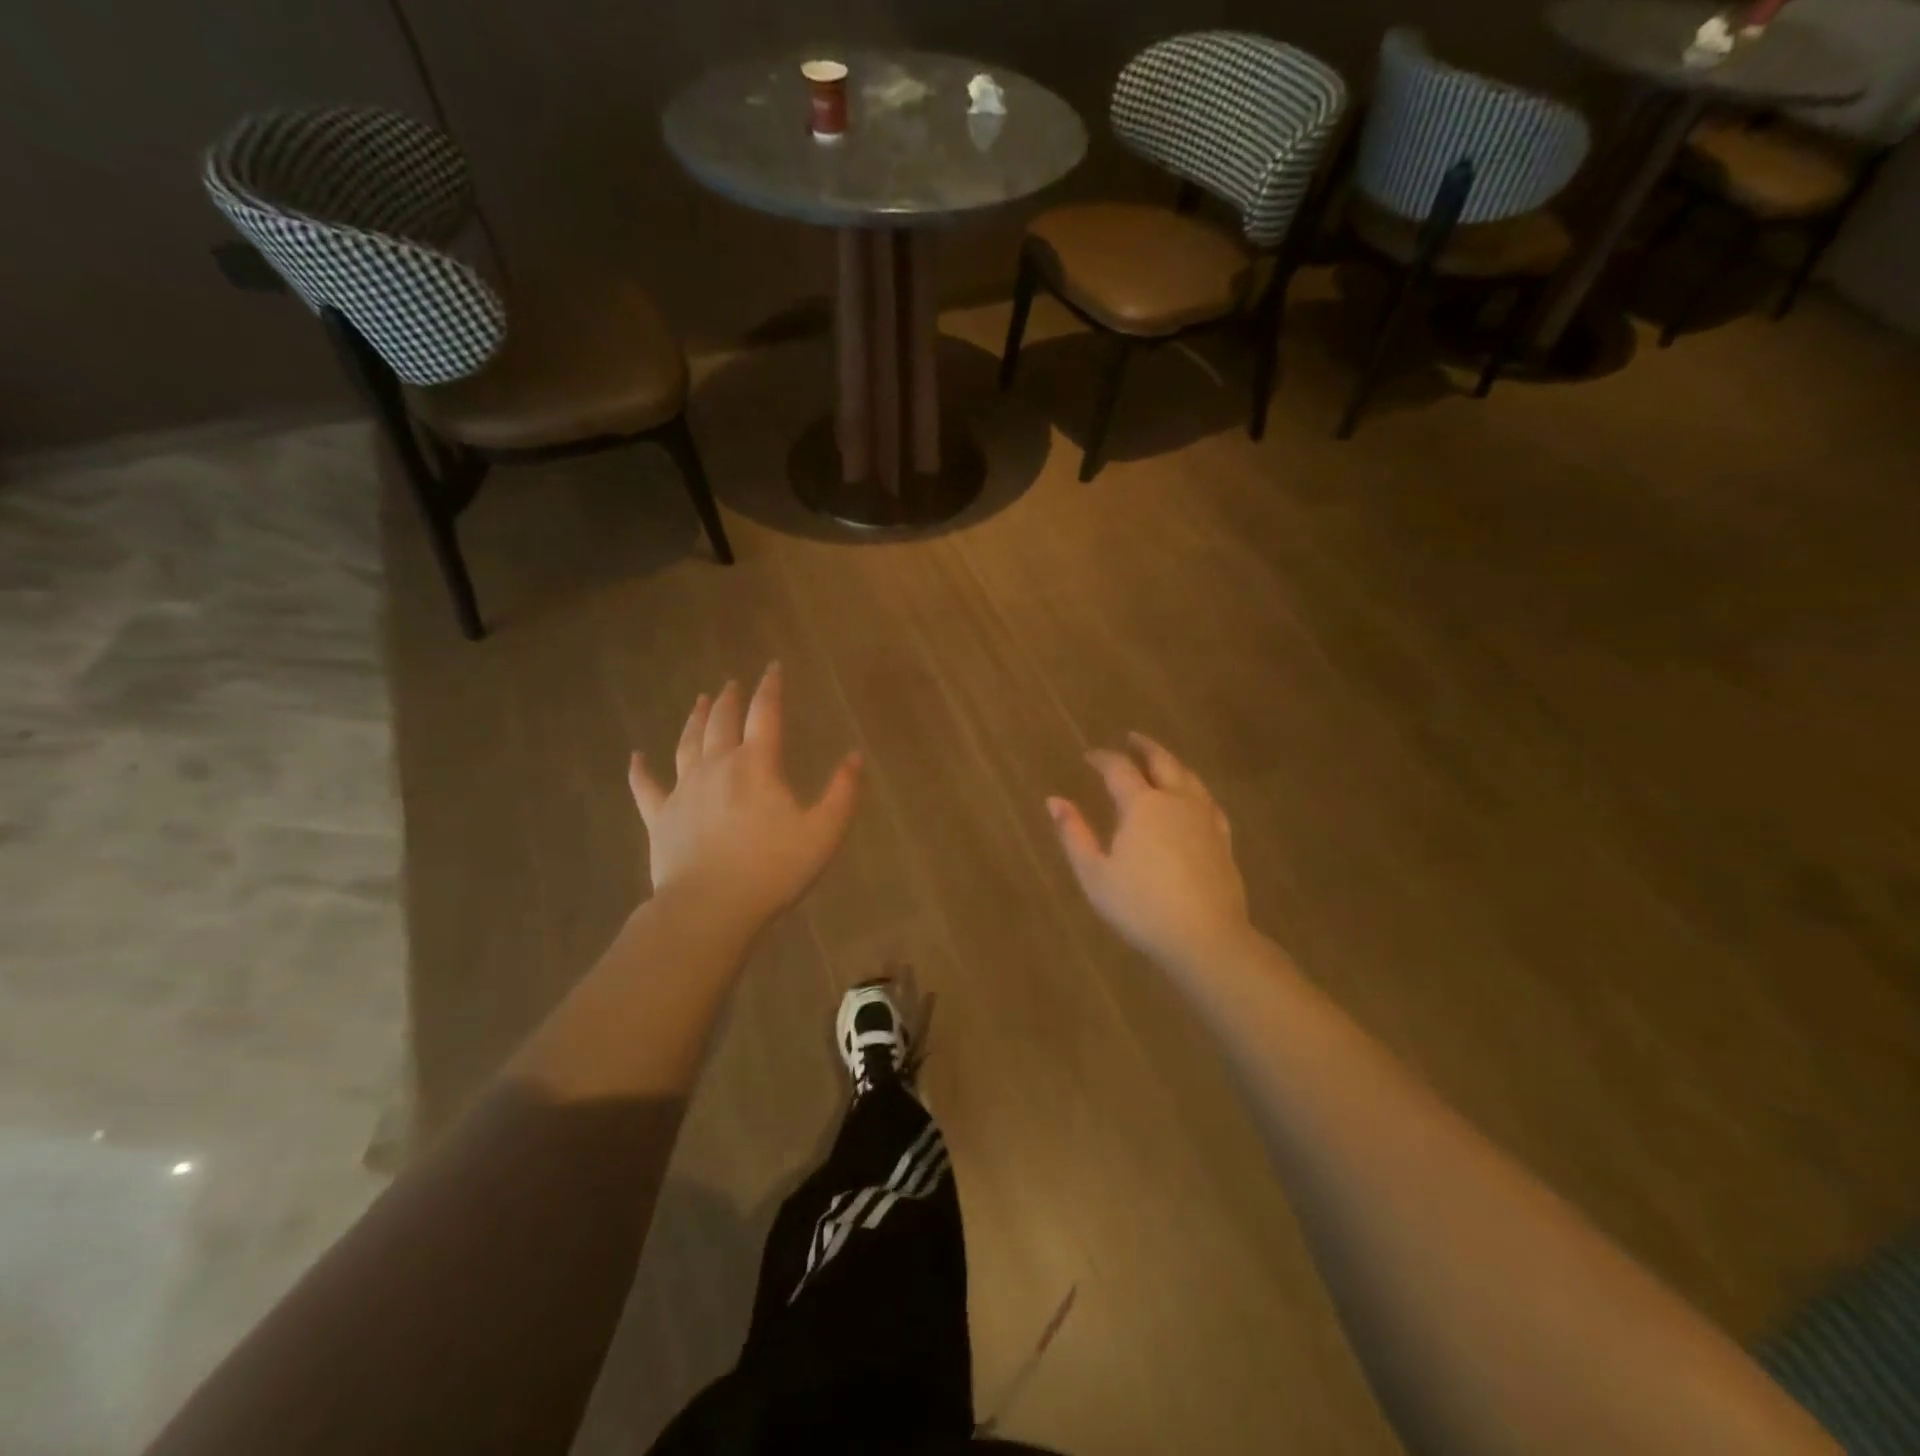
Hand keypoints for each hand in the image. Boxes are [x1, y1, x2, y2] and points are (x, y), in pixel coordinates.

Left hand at [629, 664, 861, 931]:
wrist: (709, 907)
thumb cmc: (772, 869)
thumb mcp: (823, 833)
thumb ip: (843, 793)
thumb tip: (854, 756)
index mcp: (757, 765)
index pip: (765, 714)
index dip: (770, 688)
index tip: (772, 667)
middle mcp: (717, 766)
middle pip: (722, 722)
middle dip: (730, 699)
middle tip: (732, 684)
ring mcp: (684, 790)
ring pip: (687, 743)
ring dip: (694, 719)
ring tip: (699, 701)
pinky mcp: (660, 816)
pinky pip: (646, 786)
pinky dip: (640, 770)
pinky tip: (636, 757)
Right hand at [1048, 733, 1250, 972]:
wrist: (1205, 937)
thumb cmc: (1141, 906)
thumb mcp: (1094, 873)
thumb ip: (1074, 834)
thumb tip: (1054, 800)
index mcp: (1142, 804)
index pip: (1119, 768)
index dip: (1102, 758)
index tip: (1089, 756)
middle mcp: (1176, 801)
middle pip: (1162, 761)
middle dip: (1144, 747)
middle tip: (1131, 738)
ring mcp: (1205, 818)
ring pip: (1189, 777)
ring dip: (1171, 763)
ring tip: (1160, 761)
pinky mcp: (1223, 839)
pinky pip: (1208, 800)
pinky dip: (1194, 789)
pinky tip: (1193, 798)